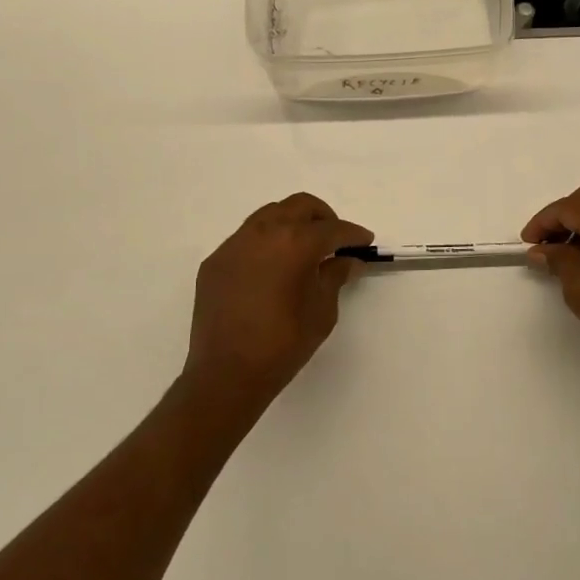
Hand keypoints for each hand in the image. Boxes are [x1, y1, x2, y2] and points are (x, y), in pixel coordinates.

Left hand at [186, 193, 373, 404]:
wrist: (226, 374)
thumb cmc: (283, 344)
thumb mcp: (322, 311)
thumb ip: (335, 276)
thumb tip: (347, 260)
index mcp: (294, 243)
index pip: (331, 228)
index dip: (352, 234)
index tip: (364, 241)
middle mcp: (263, 233)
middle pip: (299, 206)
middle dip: (323, 217)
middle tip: (335, 239)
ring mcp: (234, 244)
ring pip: (269, 215)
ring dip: (292, 223)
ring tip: (303, 249)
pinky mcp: (215, 261)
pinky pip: (246, 238)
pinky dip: (266, 242)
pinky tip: (271, 268)